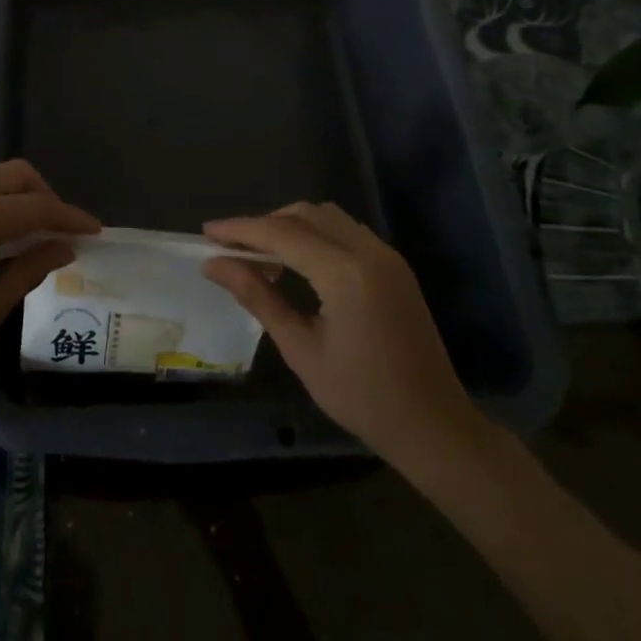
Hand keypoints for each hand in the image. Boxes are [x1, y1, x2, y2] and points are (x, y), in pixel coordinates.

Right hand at [203, 203, 488, 471]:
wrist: (434, 426)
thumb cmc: (362, 397)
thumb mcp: (301, 350)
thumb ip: (258, 297)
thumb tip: (214, 264)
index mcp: (345, 273)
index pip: (281, 233)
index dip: (240, 229)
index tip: (206, 233)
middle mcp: (368, 251)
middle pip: (304, 214)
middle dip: (263, 224)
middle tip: (230, 248)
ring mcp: (385, 255)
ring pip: (326, 216)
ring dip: (290, 225)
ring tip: (260, 255)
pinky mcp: (394, 265)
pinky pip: (345, 231)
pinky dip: (315, 234)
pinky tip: (298, 262)